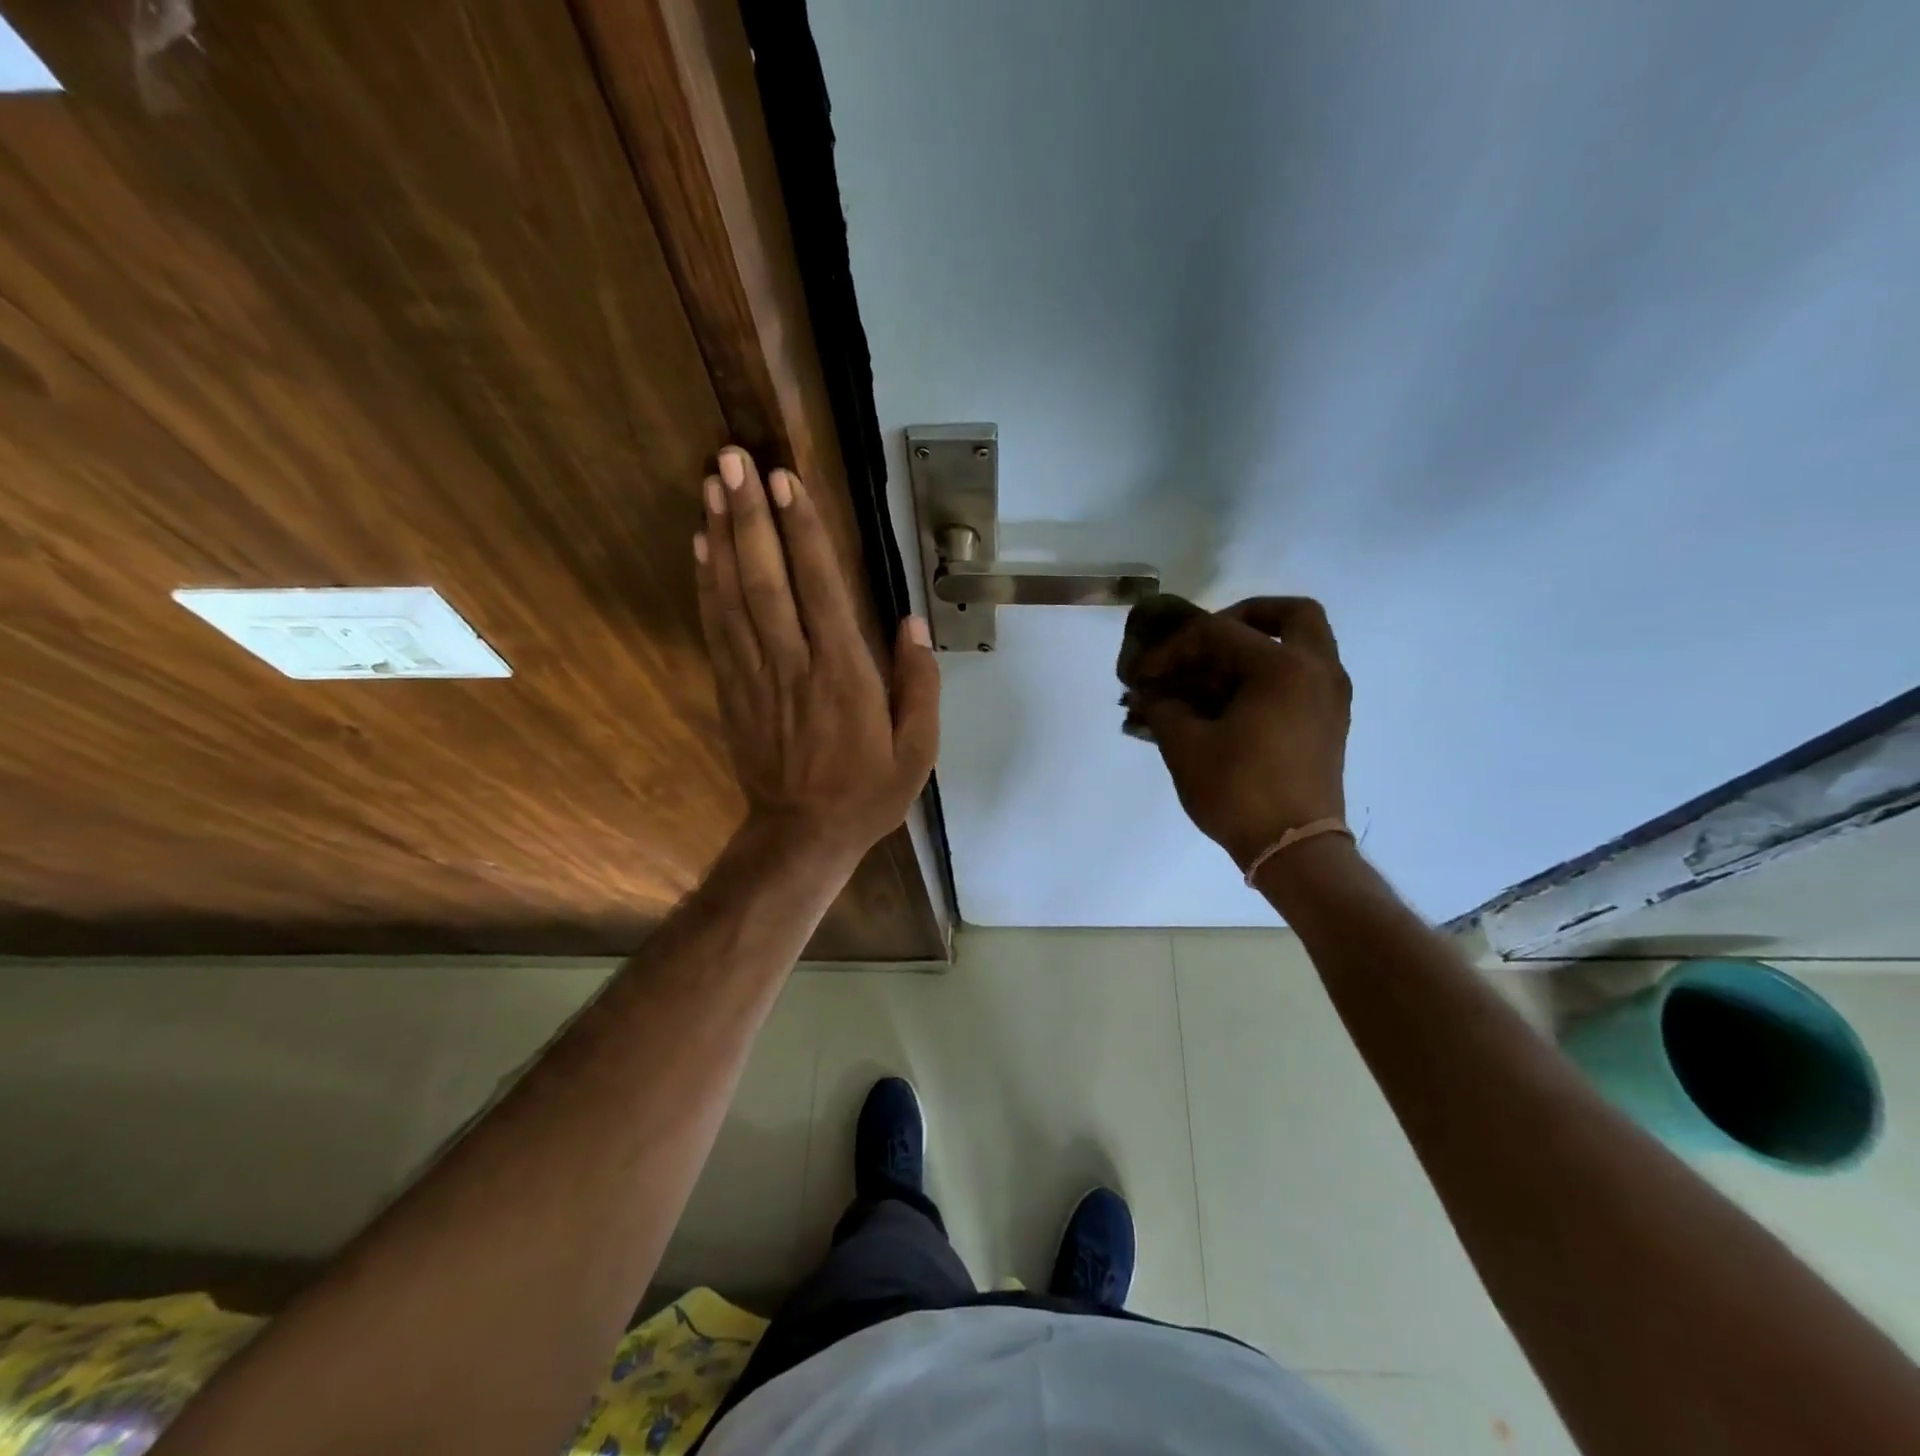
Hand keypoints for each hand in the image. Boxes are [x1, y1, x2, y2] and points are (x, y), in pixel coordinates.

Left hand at [694, 447, 938, 863]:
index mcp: (843, 675)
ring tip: (711, 483)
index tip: (785, 481)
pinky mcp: (732, 688)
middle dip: (749, 516)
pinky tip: (700, 545)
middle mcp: (794, 664)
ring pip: (733, 595)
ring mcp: (756, 675)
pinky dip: (706, 582)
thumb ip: (918, 684)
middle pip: (766, 579)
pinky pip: (716, 626)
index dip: (802, 532)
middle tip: (732, 458)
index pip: (820, 589)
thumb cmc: (867, 791)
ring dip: (721, 536)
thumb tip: (912, 624)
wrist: (802, 835)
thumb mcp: (917, 749)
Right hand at [1130, 597, 1350, 870]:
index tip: (1146, 675)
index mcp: (1282, 668)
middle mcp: (1317, 671)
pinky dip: (1274, 673)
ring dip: (1262, 646)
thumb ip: (1162, 707)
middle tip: (1210, 640)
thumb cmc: (1238, 791)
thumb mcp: (1185, 746)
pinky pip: (1307, 675)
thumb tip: (1148, 693)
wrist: (1293, 849)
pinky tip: (1235, 703)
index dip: (1174, 648)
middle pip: (1292, 614)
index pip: (1219, 633)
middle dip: (1246, 617)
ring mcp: (1331, 698)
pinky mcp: (1330, 723)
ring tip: (1216, 675)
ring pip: (1305, 644)